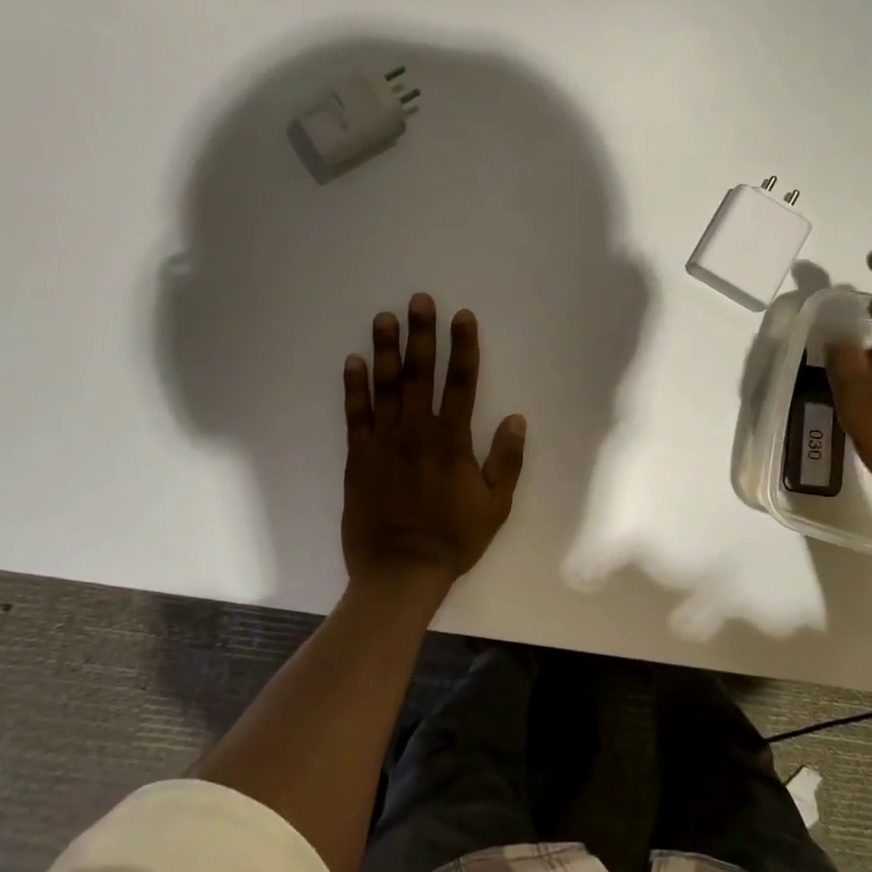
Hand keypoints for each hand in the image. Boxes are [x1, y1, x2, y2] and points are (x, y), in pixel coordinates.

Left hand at [341, 294, 526, 596]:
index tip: (462, 316)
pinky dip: (354, 387)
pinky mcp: (358, 457)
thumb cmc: (453, 539)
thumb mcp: (495, 505)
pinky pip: (355, 415)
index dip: (463, 347)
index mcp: (451, 441)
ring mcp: (383, 443)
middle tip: (419, 300)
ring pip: (385, 387)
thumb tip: (517, 418)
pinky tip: (354, 361)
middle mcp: (416, 432)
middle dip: (422, 334)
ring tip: (384, 318)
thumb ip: (507, 460)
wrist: (399, 571)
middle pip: (420, 374)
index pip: (461, 382)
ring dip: (386, 350)